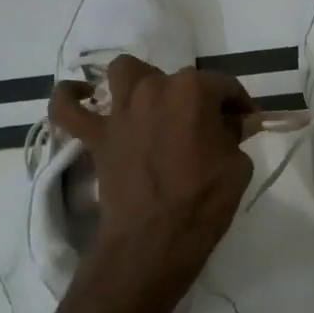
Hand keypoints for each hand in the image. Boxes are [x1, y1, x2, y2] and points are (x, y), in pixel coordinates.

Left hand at [49, 56, 257, 291]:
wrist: (155, 240)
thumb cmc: (204, 202)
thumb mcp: (238, 165)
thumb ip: (234, 134)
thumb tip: (230, 124)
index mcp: (193, 91)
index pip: (223, 85)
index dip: (238, 103)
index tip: (246, 120)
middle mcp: (154, 89)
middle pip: (178, 78)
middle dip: (196, 97)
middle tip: (206, 126)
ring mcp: (120, 111)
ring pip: (124, 72)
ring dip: (140, 81)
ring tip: (152, 102)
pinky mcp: (95, 136)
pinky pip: (67, 108)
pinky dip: (70, 98)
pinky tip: (81, 96)